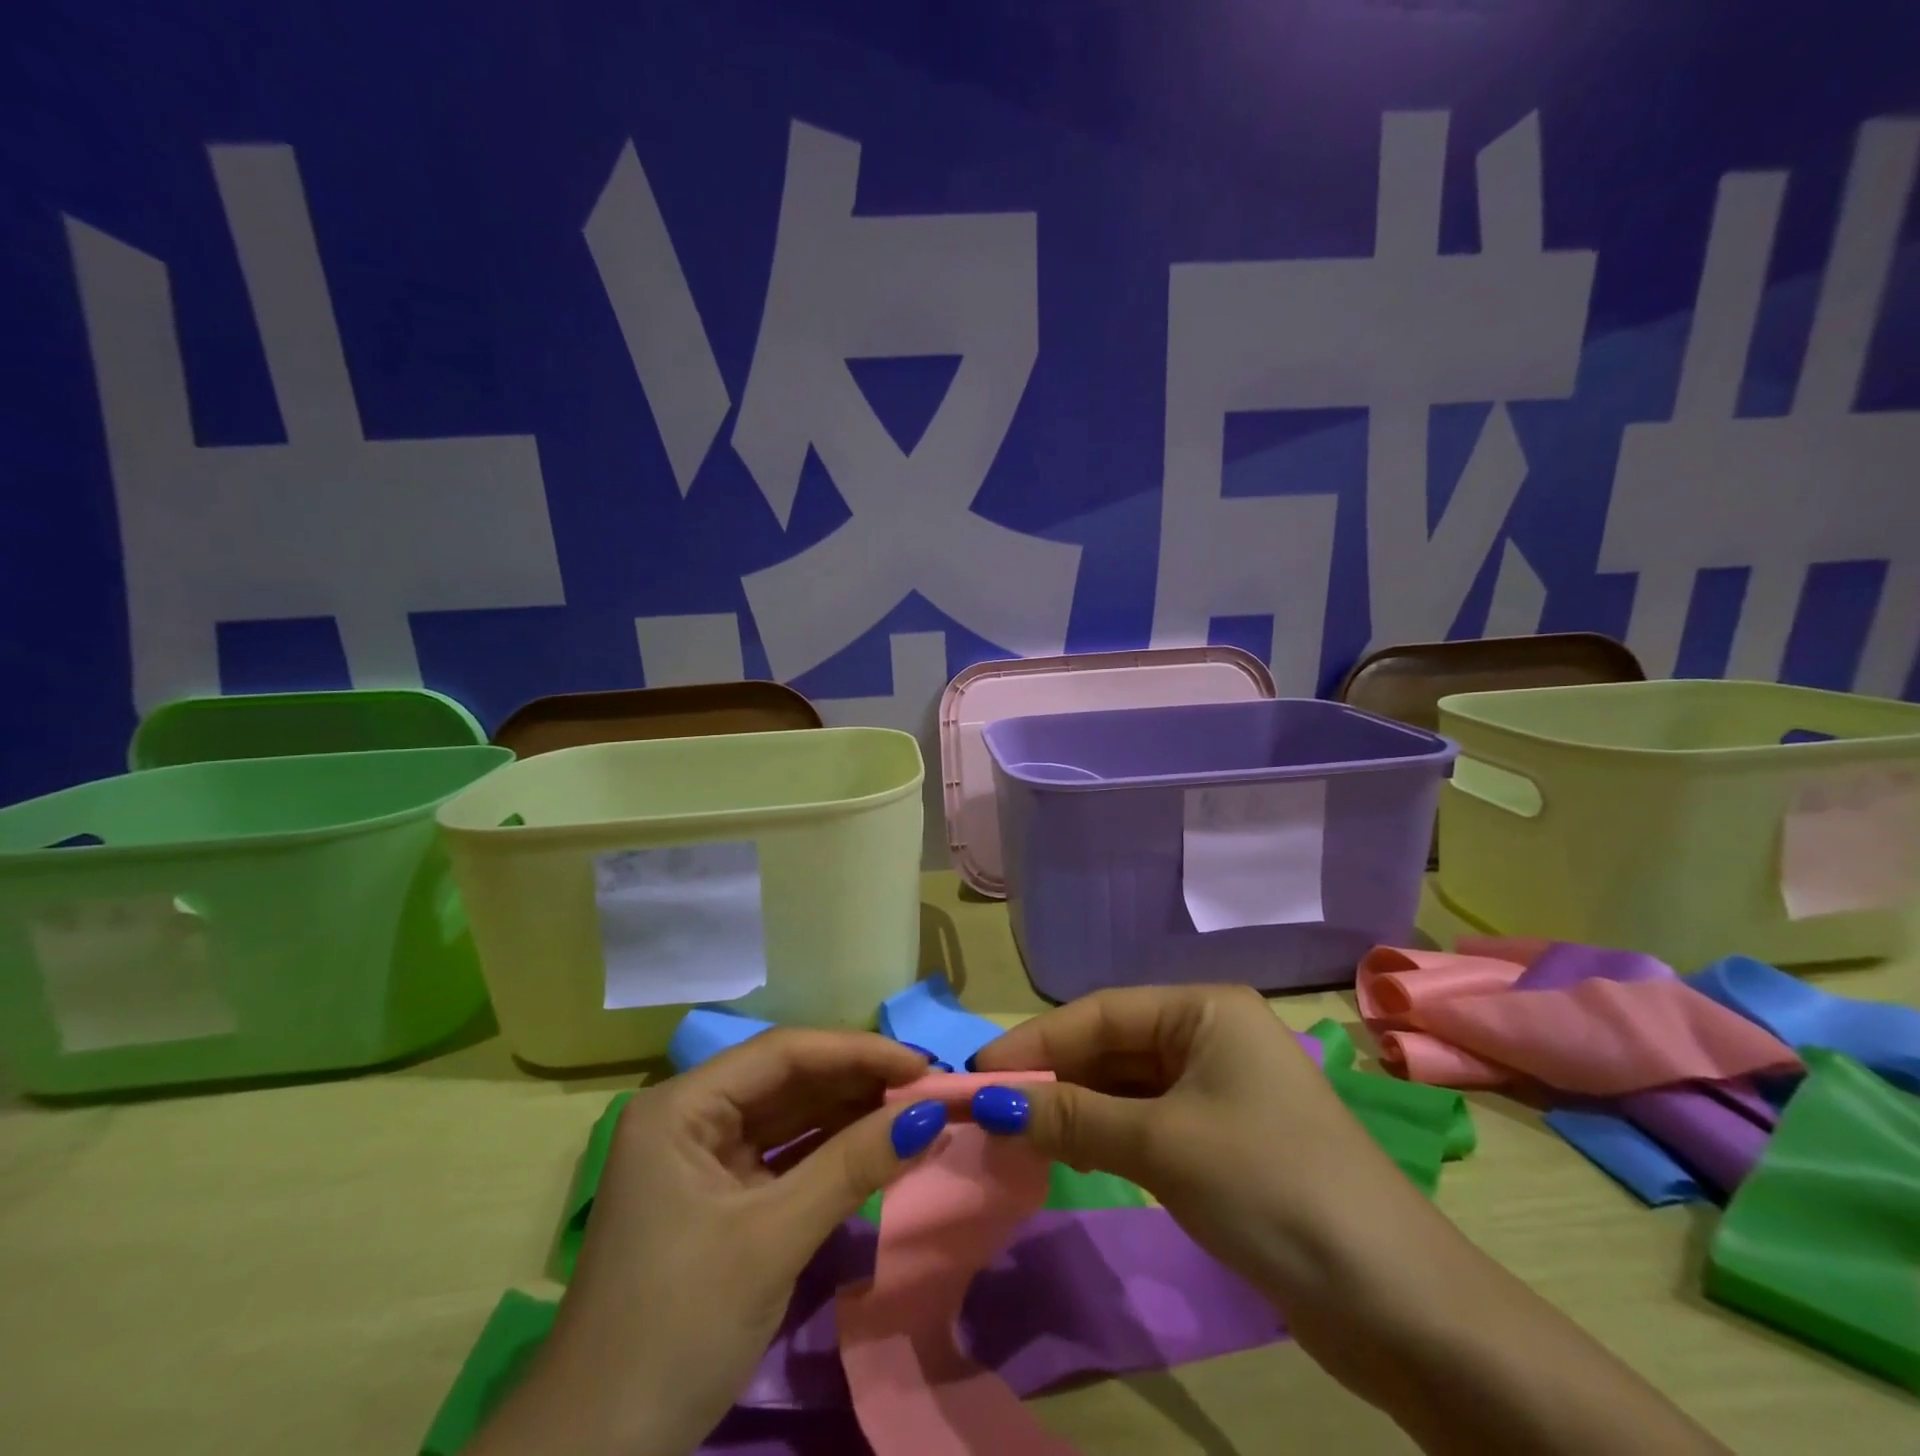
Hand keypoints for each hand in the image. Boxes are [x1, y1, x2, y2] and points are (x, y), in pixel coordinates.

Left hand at [469, 1030, 949, 1455]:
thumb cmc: (675, 1329)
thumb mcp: (772, 1239)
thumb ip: (852, 1166)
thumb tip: (932, 1113)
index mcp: (682, 1106)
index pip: (783, 1053)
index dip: (856, 1051)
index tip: (922, 1065)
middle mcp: (691, 1117)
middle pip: (787, 1079)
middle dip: (857, 1081)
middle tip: (927, 1089)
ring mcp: (703, 1160)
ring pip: (789, 1116)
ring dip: (849, 1114)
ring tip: (913, 1112)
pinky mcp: (720, 1200)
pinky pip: (785, 1157)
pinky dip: (830, 1153)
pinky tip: (875, 1148)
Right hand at [972, 986, 1728, 1455]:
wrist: (1397, 1303)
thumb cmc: (1271, 1186)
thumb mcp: (1162, 1145)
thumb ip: (1073, 1119)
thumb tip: (990, 1104)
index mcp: (1203, 1009)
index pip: (1099, 1013)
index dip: (1035, 1042)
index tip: (976, 1073)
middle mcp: (1209, 1035)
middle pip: (1110, 1047)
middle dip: (1051, 1077)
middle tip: (987, 1108)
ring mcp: (1218, 1089)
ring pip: (1124, 1086)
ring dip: (1073, 1109)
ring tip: (1013, 1132)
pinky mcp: (1222, 1139)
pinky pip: (1145, 1121)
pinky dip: (1104, 1135)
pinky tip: (1065, 1152)